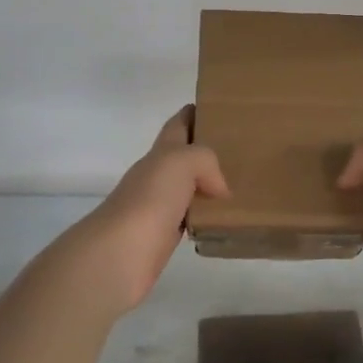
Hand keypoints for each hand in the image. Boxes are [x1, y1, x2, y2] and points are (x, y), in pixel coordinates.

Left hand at [70, 107, 228, 314]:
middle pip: (184, 156)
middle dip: (207, 149)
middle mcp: (157, 176)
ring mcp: (159, 207)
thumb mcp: (179, 163)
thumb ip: (204, 160)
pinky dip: (206, 215)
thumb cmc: (149, 200)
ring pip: (189, 188)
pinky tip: (223, 219)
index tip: (219, 108)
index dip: (193, 113)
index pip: (177, 125)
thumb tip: (219, 187)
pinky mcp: (164, 236)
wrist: (119, 254)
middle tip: (242, 149)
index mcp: (160, 154)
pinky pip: (191, 217)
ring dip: (208, 184)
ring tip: (241, 184)